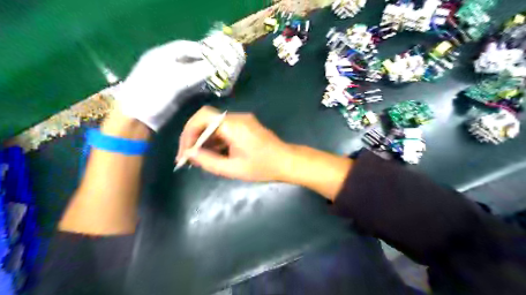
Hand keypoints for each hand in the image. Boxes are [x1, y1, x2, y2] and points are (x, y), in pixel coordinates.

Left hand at [115, 40, 213, 131]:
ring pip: (194, 73)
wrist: (139, 117)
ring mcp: (173, 79)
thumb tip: (216, 67)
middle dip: (207, 63)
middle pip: (191, 60)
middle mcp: (168, 65)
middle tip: (223, 68)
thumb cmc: (153, 93)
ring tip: (221, 78)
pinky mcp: (177, 93)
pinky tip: (213, 88)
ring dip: (207, 76)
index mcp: (163, 55)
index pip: (186, 47)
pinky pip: (193, 86)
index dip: (202, 50)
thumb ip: (196, 72)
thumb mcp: (175, 80)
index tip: (219, 55)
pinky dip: (203, 86)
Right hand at [176, 105, 291, 180]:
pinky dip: (216, 140)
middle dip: (194, 138)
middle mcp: (237, 118)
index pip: (202, 117)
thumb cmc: (263, 167)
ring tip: (200, 159)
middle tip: (189, 157)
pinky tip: (213, 154)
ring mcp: (242, 120)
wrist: (287, 162)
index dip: (188, 132)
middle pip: (206, 120)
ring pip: (214, 125)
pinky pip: (224, 129)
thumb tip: (189, 153)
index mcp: (234, 125)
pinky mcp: (245, 125)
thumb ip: (208, 161)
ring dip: (205, 140)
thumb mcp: (232, 168)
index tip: (185, 152)